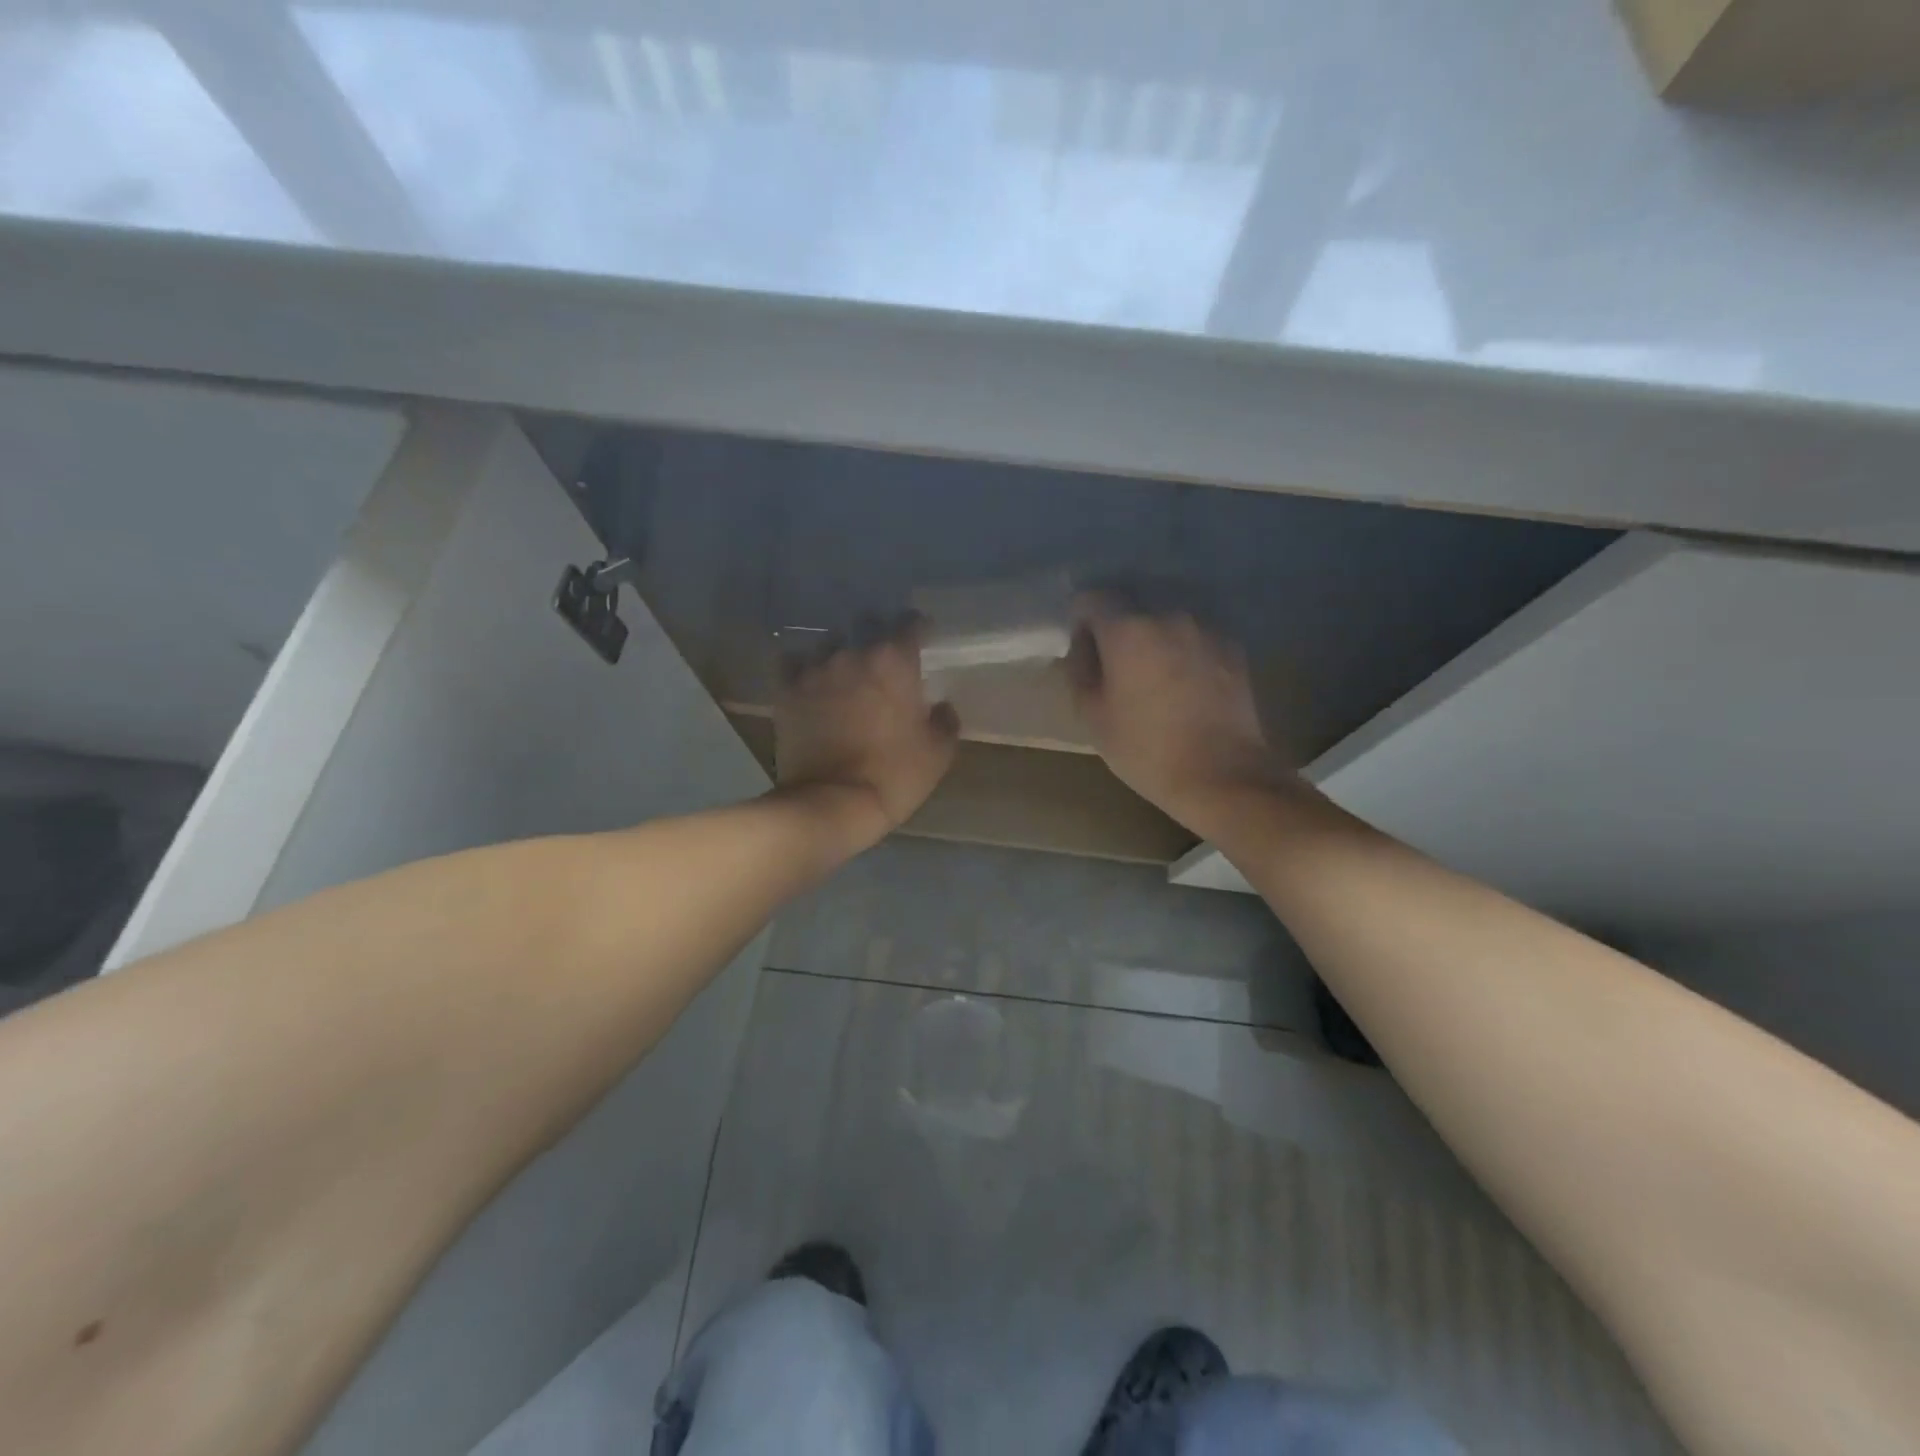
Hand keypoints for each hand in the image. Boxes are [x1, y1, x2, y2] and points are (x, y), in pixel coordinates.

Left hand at [773, 617, 959, 851]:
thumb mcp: (938, 753)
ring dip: (841, 651)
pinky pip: (793, 663)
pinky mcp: (787, 690)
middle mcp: (853, 653)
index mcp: (894, 661)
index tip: (922, 638)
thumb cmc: (894, 776)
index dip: (918, 628)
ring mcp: (815, 669)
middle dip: (878, 634)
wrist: (832, 803)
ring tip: (845, 670)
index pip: (910, 623)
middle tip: (883, 657)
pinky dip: (803, 668)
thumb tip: (942, 706)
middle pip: (867, 624)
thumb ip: (945, 721)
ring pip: (830, 642)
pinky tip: (810, 681)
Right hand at [1067, 594, 1285, 832]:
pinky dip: (1183, 651)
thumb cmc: (1146, 749)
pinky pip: (1194, 637)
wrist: (1222, 774)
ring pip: (1165, 621)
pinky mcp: (1232, 648)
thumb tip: (1083, 647)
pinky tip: (1185, 686)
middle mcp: (1168, 616)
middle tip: (1117, 668)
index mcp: (1127, 630)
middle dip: (1119, 630)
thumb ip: (1079, 670)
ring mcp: (1205, 629)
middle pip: (1131, 606)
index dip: (1081, 623)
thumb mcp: (1093, 716)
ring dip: (1154, 639)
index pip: (1091, 599)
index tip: (1085, 652)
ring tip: (1155, 678)